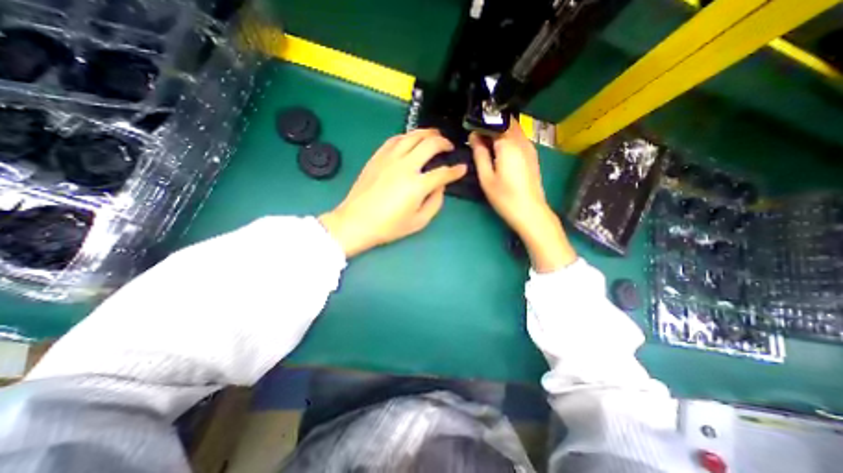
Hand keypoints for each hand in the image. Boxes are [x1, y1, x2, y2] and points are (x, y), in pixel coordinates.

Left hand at [321, 128, 467, 256]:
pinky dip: (407, 136)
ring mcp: (390, 158)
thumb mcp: (419, 222)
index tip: (462, 168)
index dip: (456, 170)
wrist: (356, 221)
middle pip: (430, 144)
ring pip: (412, 136)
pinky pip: (394, 139)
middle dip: (444, 142)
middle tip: (449, 146)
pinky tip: (410, 139)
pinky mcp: (378, 157)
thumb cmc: (389, 226)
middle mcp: (405, 166)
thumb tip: (441, 186)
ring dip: (427, 133)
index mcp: (417, 185)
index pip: (443, 172)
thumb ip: (435, 202)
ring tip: (434, 134)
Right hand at [467, 120, 580, 272]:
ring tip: (487, 144)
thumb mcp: (486, 177)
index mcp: (508, 144)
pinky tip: (500, 151)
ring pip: (514, 129)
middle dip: (491, 125)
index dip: (481, 125)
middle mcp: (521, 141)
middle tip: (477, 138)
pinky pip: (519, 138)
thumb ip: (480, 154)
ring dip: (500, 132)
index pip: (493, 123)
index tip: (470, 132)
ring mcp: (530, 147)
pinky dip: (508, 138)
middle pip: (506, 123)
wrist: (530, 212)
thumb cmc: (505, 197)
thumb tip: (474, 137)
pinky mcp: (533, 155)